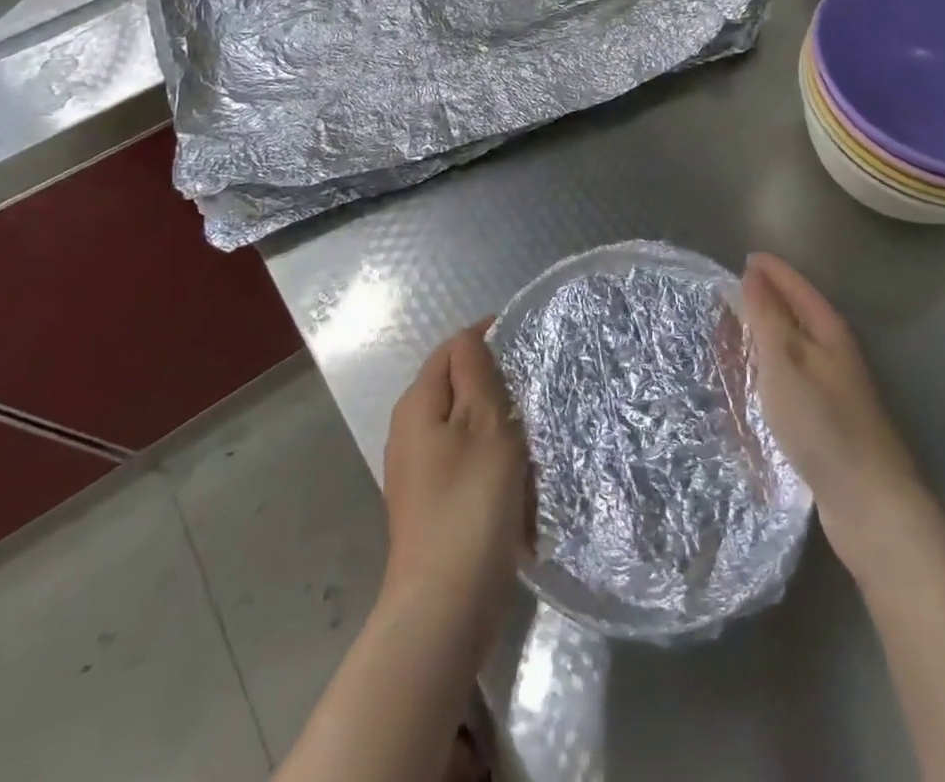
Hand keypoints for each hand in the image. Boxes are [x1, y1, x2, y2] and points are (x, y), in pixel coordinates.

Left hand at [380, 323, 530, 639]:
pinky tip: (518, 477)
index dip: (487, 338)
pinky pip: (466, 462)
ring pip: (465, 427)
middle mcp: (409, 432)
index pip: (452, 348)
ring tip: (533, 432)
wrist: (445, 606)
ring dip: (497, 425)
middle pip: (456, 387)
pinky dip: (492, 460)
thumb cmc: (469, 504)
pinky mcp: (432, 504)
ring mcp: (418, 472)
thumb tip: (471, 337)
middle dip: (495, 383)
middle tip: (536, 390)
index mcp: (417, 405)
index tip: (528, 345)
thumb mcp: (483, 425)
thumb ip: (476, 374)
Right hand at [741, 253, 927, 577]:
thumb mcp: (785, 361)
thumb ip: (768, 316)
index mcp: (829, 332)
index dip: (773, 271)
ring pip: (792, 348)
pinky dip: (769, 369)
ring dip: (765, 336)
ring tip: (733, 333)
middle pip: (797, 315)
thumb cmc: (822, 422)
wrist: (868, 501)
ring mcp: (833, 389)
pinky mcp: (827, 420)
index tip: (746, 257)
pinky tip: (754, 382)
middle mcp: (834, 354)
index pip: (798, 287)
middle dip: (766, 301)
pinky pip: (790, 378)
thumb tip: (755, 273)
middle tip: (729, 295)